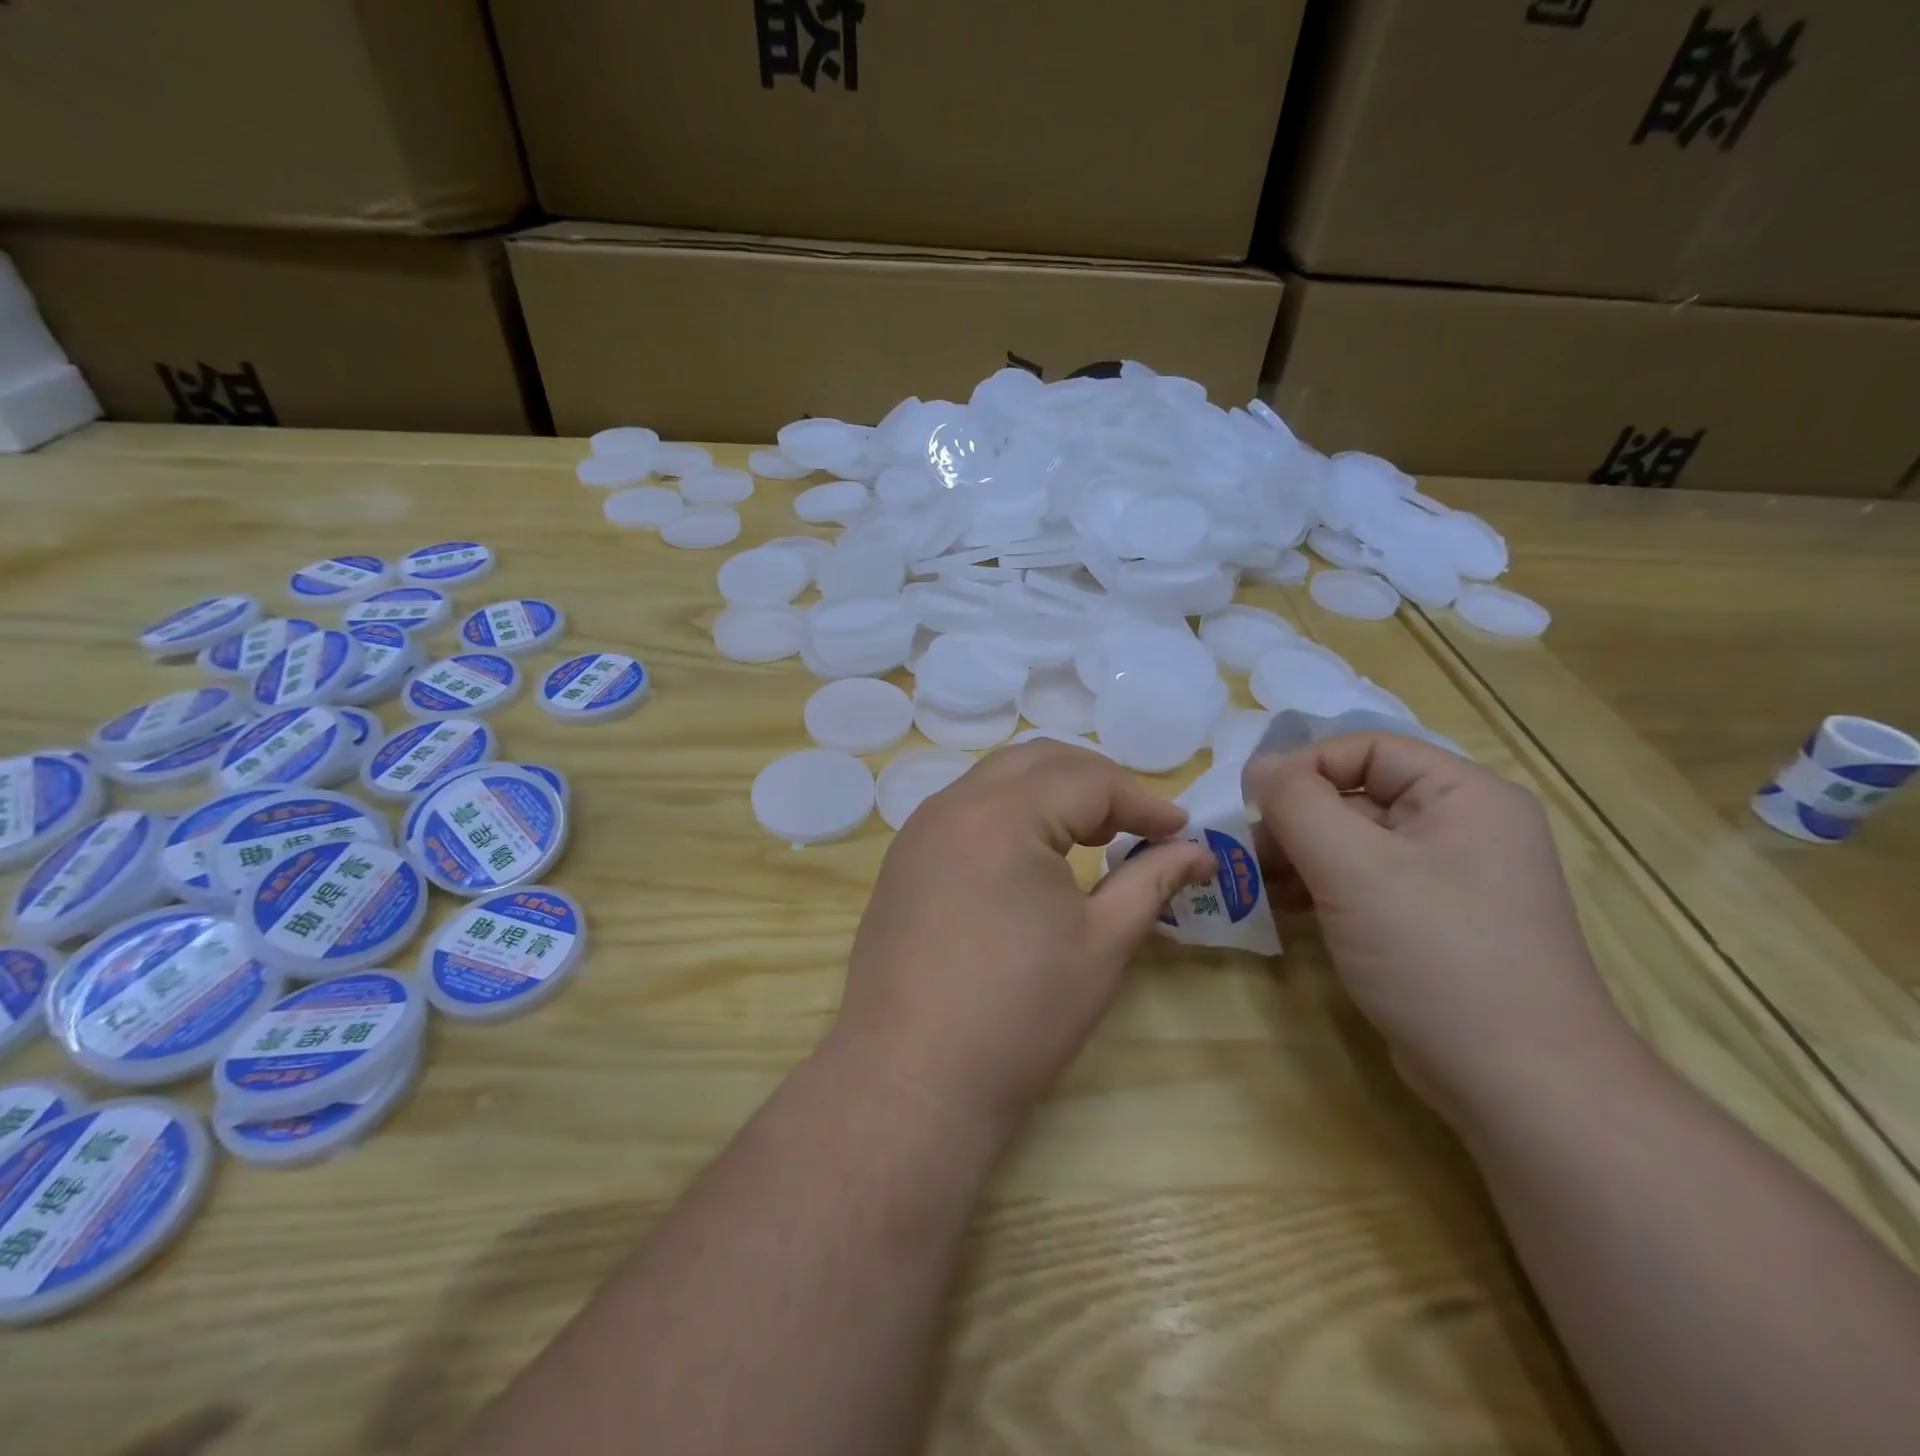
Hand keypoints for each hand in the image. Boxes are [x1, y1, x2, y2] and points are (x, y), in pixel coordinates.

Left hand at [831, 742, 1215, 1145]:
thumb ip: (1152, 880)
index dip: (1143, 802)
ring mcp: (919, 830)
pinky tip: (1033, 856)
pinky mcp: (904, 860)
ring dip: (1052, 793)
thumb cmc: (1019, 1015)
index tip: (1181, 832)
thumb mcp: (1102, 943)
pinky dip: (1011, 813)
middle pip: (1038, 761)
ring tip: (1092, 836)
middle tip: (1137, 826)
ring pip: (998, 779)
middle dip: (1097, 783)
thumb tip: (1197, 850)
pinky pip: (967, 809)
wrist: (912, 1079)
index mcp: (1002, 814)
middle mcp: (953, 804)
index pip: (1088, 780)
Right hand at [1243, 733, 1632, 1125]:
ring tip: (1253, 881)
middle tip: (1245, 850)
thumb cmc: (1435, 954)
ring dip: (1298, 856)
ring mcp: (1448, 881)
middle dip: (1294, 819)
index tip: (1251, 802)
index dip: (1304, 766)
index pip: (1367, 749)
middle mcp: (1462, 828)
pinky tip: (1281, 907)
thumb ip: (1296, 803)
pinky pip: (1363, 885)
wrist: (1518, 1084)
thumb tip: (1258, 766)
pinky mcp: (1429, 925)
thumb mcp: (1352, 867)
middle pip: (1357, 796)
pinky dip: (1319, 888)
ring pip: (1354, 844)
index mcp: (1464, 795)